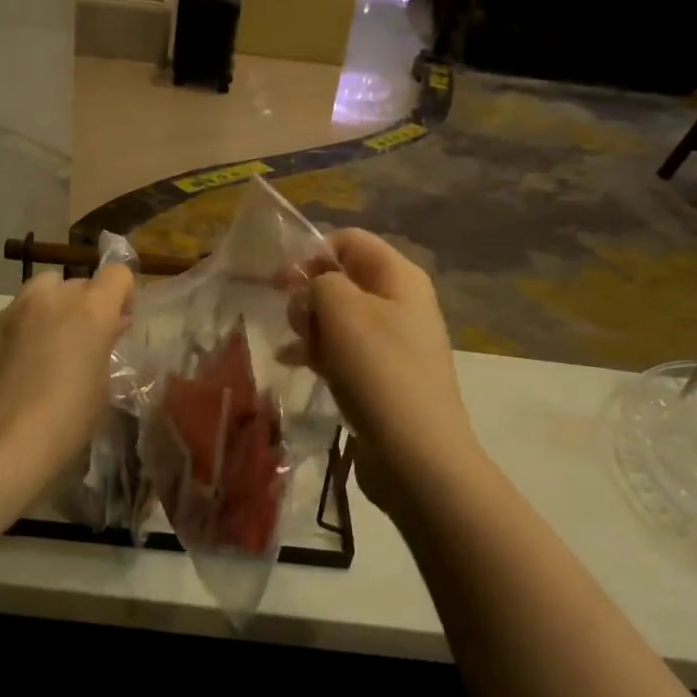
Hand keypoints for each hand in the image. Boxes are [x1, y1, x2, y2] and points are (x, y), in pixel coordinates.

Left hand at [0, 266, 133, 488]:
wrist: (2, 446)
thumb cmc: (67, 420)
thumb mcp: (102, 384)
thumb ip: (105, 345)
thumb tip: (108, 327)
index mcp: (90, 310)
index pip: (117, 274)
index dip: (121, 294)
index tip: (118, 321)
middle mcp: (51, 299)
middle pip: (76, 283)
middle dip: (83, 306)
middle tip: (80, 342)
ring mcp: (12, 310)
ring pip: (38, 293)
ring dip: (48, 311)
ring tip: (44, 349)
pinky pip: (9, 319)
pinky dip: (17, 334)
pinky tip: (12, 370)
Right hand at [285, 230, 477, 504]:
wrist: (416, 455)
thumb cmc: (379, 372)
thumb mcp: (343, 311)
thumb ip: (320, 282)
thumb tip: (313, 288)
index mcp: (400, 277)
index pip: (350, 241)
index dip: (312, 253)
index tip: (281, 281)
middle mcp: (401, 302)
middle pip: (344, 278)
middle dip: (310, 293)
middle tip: (295, 321)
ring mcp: (394, 341)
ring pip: (340, 316)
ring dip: (310, 325)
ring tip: (294, 348)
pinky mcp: (383, 375)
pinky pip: (344, 349)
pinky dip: (319, 351)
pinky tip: (294, 364)